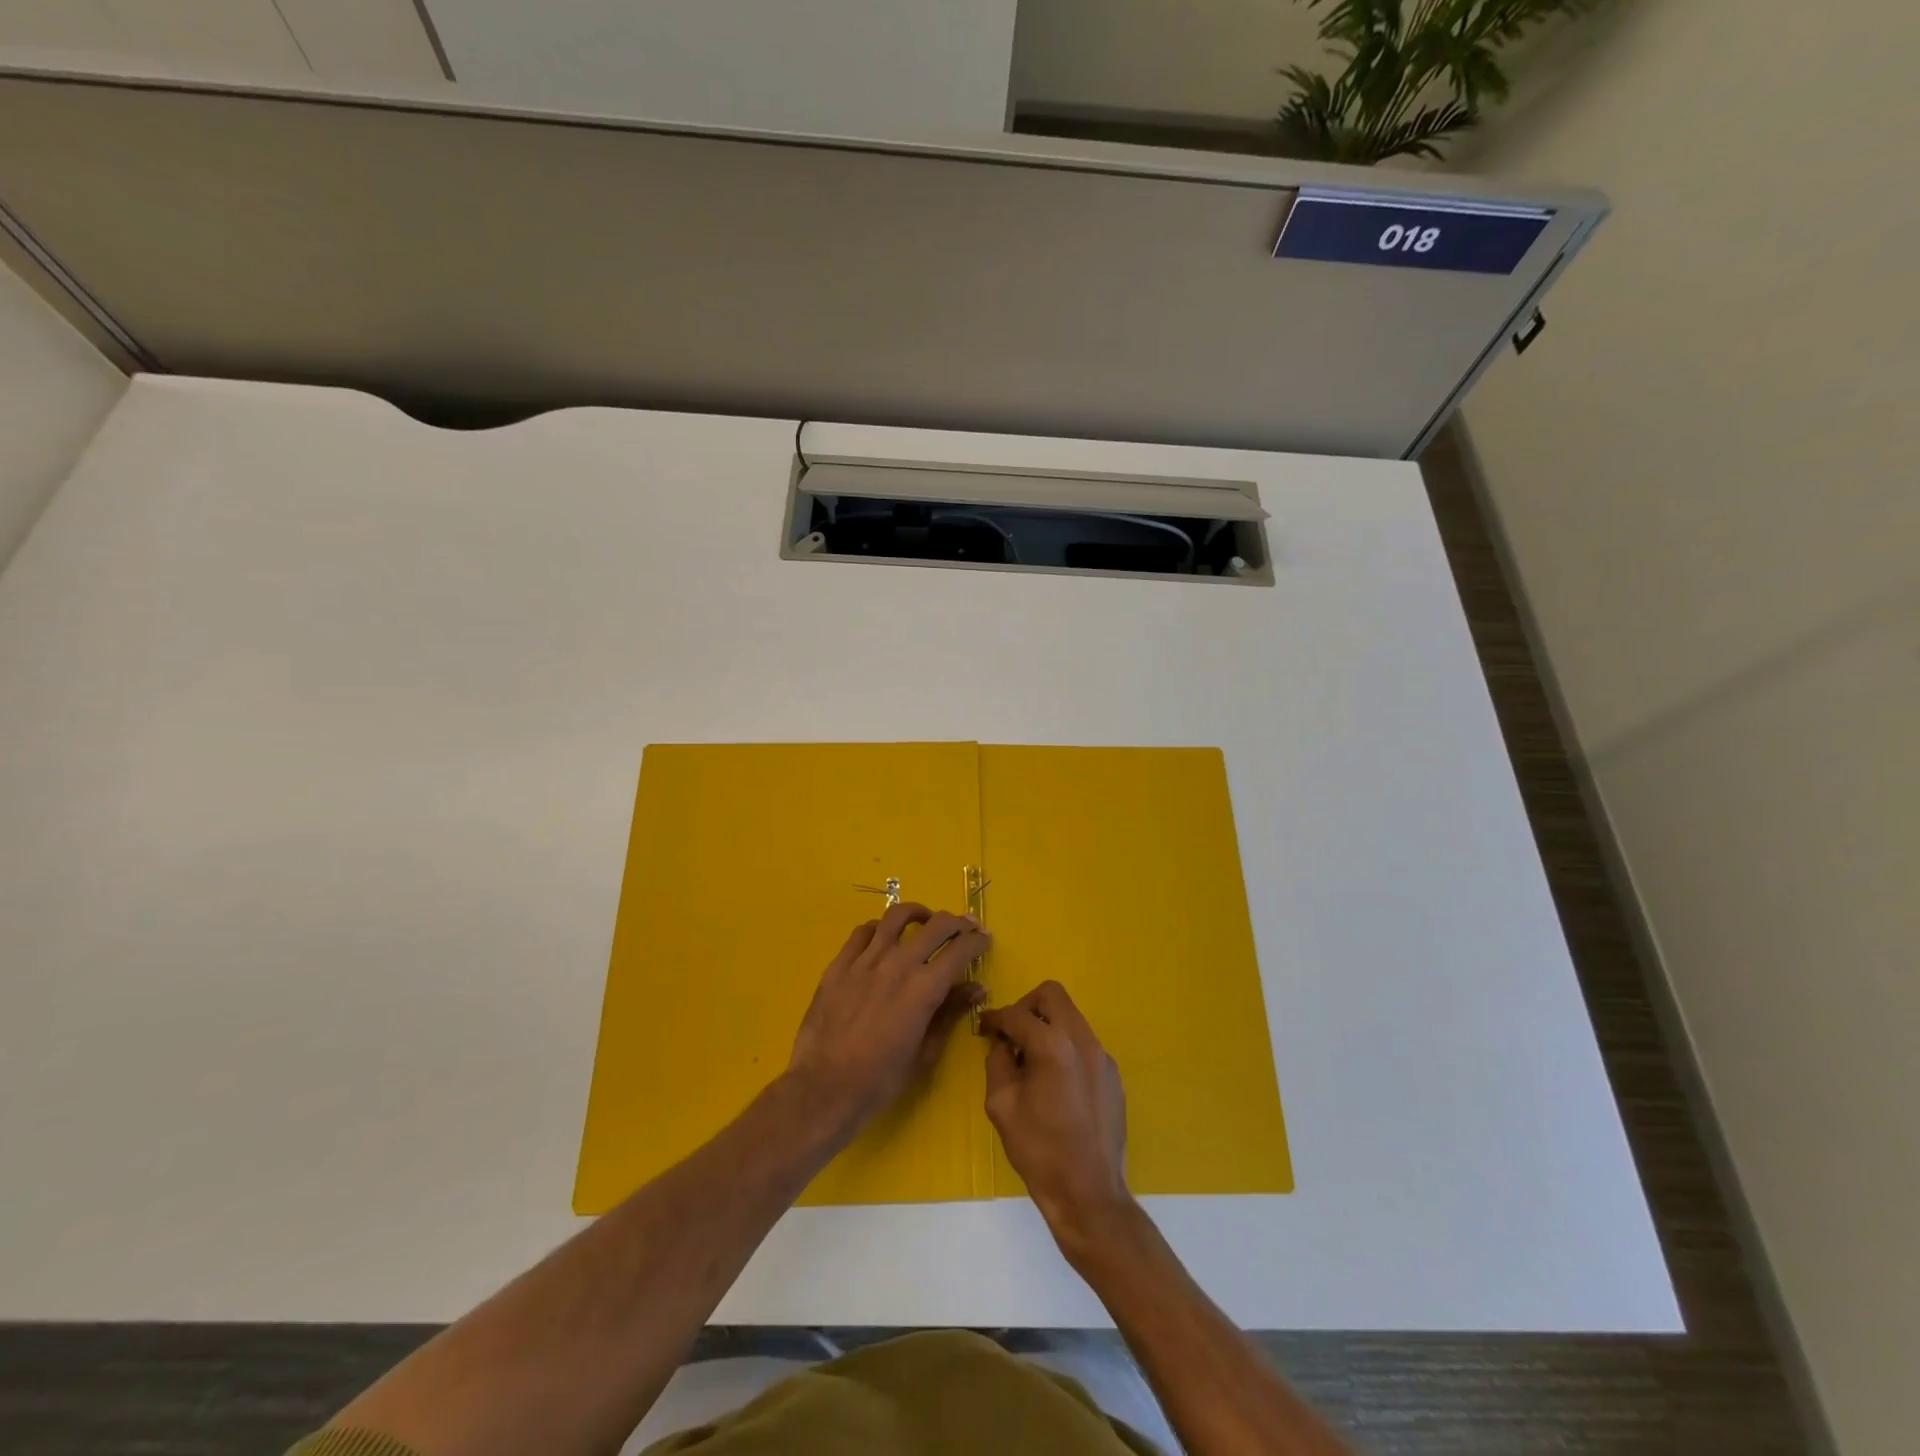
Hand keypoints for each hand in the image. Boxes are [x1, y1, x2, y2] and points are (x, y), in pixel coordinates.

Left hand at [787, 902, 989, 1137]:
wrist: (825, 1088)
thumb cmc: (881, 1079)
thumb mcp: (926, 1052)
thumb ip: (951, 1013)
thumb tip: (976, 987)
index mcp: (924, 988)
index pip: (960, 949)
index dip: (977, 941)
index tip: (984, 939)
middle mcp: (898, 964)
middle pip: (935, 925)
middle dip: (957, 922)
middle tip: (964, 927)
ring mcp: (865, 960)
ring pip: (896, 917)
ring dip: (918, 913)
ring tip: (925, 920)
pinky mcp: (839, 964)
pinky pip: (863, 931)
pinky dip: (879, 928)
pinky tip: (883, 937)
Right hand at [981, 981, 1132, 1253]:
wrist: (1089, 1194)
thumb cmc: (1039, 1151)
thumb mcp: (1002, 1105)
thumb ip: (998, 1062)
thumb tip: (1002, 1042)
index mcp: (1052, 1046)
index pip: (1016, 1014)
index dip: (994, 1018)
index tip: (982, 1028)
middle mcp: (1082, 1040)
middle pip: (1052, 995)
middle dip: (1026, 1007)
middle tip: (1012, 1034)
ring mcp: (1102, 1056)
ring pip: (1071, 1016)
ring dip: (1047, 1025)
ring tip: (1032, 1059)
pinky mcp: (1112, 1074)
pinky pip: (1084, 1043)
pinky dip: (1065, 1046)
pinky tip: (1055, 1081)